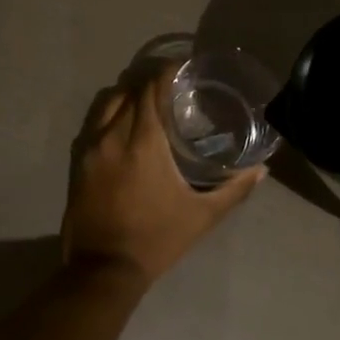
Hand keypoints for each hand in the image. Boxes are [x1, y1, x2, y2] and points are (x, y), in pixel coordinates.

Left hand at [61, 76, 265, 289]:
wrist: (103, 270)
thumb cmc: (157, 238)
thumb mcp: (202, 216)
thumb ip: (234, 189)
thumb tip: (262, 170)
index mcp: (143, 140)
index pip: (151, 88)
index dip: (166, 72)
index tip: (183, 69)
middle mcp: (113, 134)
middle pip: (129, 89)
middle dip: (149, 81)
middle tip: (171, 85)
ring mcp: (90, 146)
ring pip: (108, 102)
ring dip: (128, 94)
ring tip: (148, 101)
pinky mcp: (78, 160)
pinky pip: (94, 122)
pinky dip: (111, 114)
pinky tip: (125, 126)